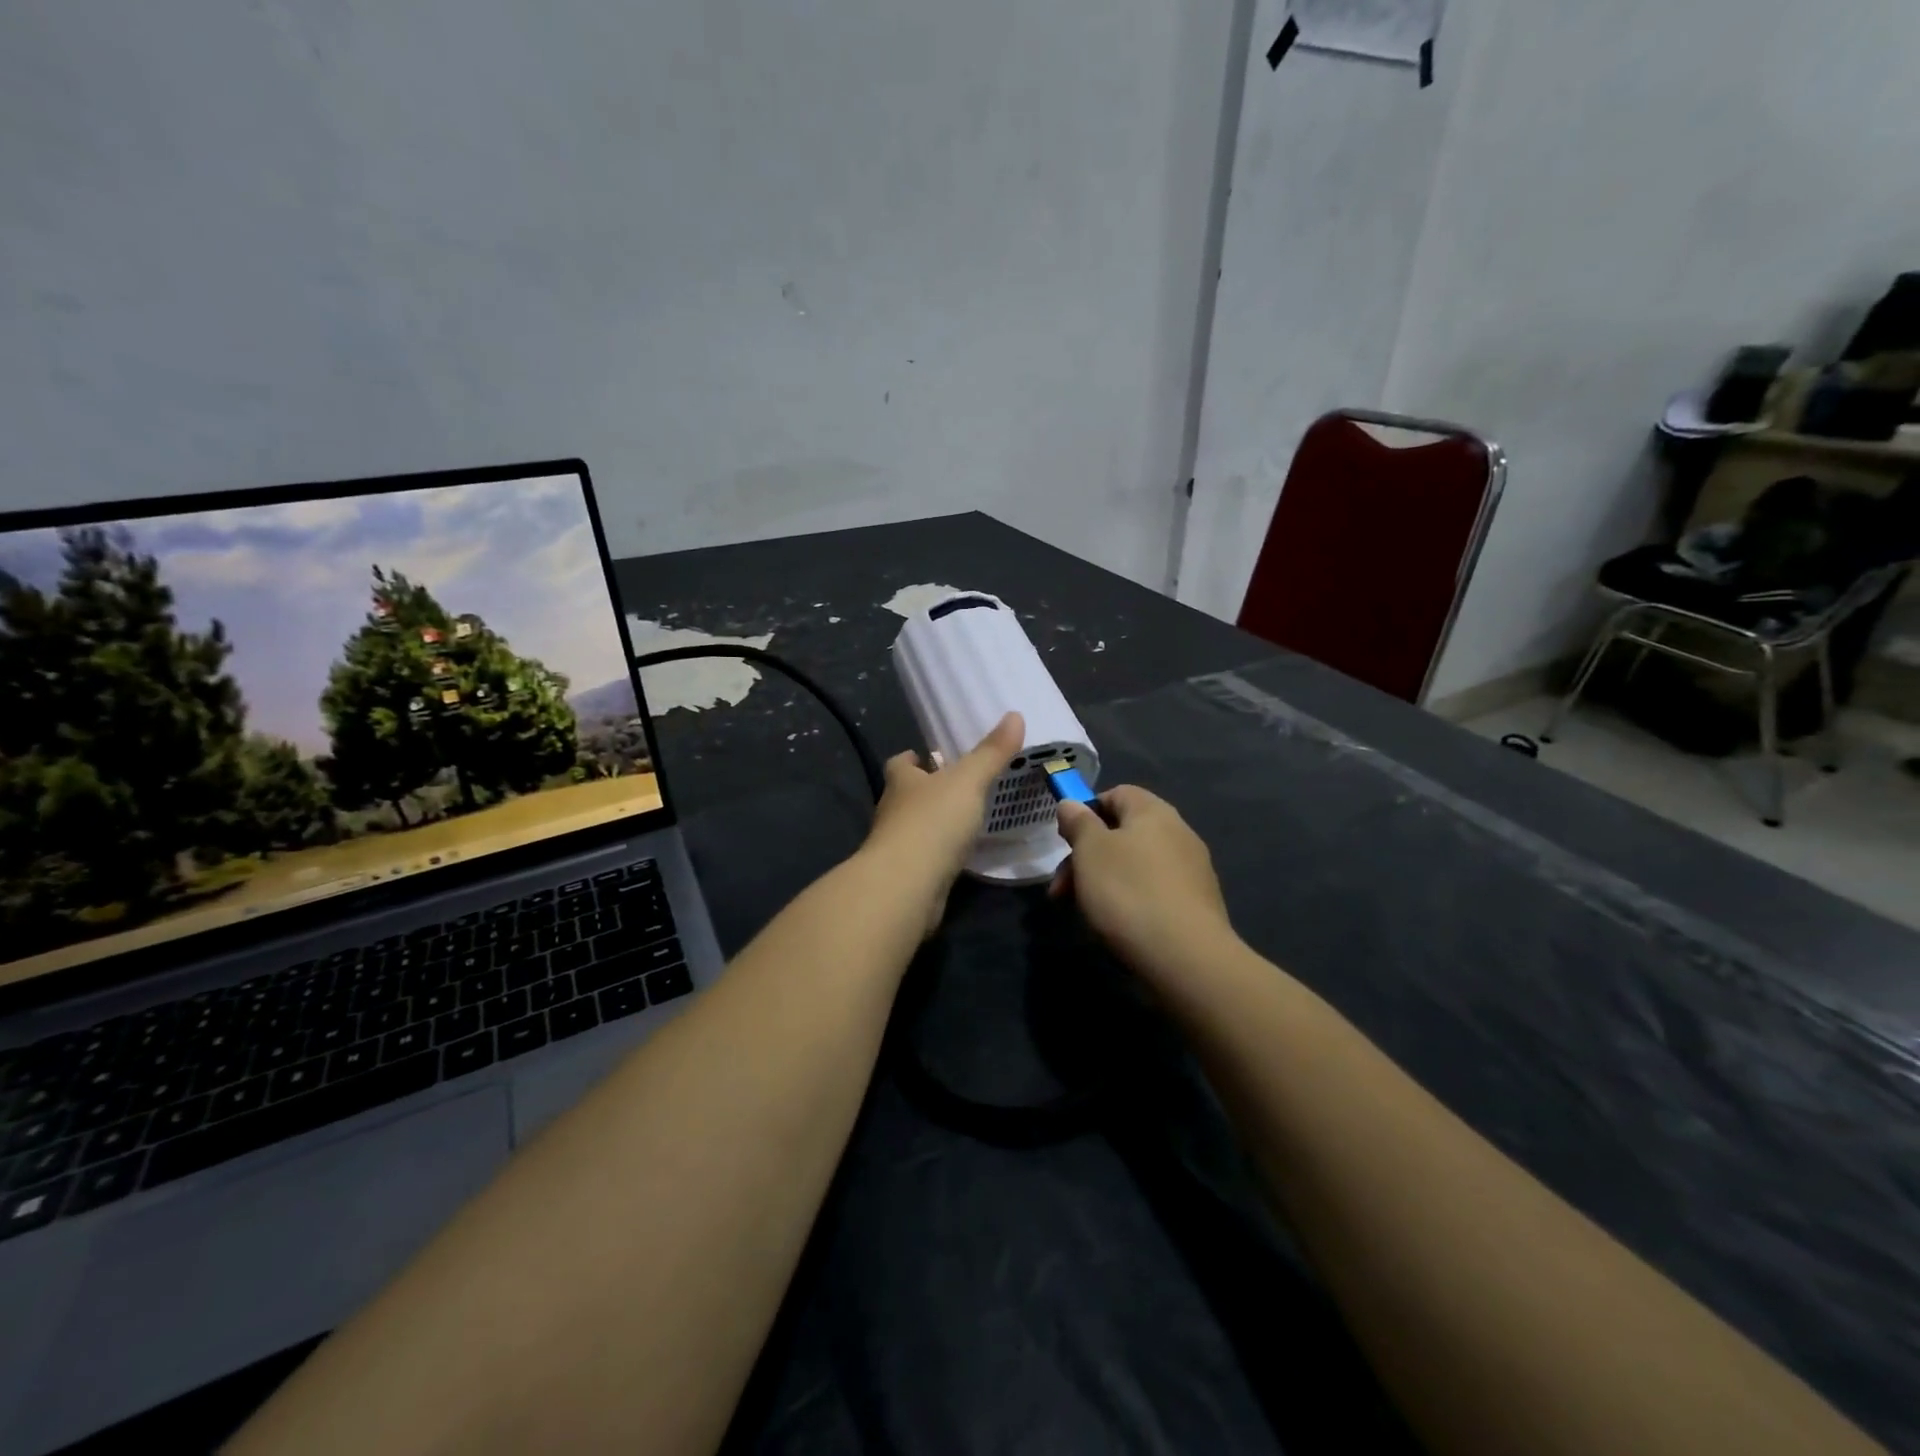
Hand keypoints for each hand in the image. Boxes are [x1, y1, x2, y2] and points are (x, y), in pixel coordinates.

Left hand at [862, 713, 1023, 935]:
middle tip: (956, 787)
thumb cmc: (933, 822)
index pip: (900, 764)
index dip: (913, 759)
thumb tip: (1015, 715)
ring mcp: (895, 846)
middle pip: (905, 795)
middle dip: (925, 790)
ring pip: (913, 827)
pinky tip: (959, 855)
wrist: (906, 886)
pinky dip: (937, 854)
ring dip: (932, 823)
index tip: (927, 757)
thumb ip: (991, 753)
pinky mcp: (905, 877)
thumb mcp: (968, 781)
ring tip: (962, 820)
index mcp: (901, 782)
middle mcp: (892, 811)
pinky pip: (923, 858)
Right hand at [1051, 785, 1235, 977]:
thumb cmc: (1129, 891)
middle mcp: (1179, 833)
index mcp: (1153, 812)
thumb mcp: (1090, 851)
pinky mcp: (1198, 904)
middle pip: (1123, 833)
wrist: (1186, 957)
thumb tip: (1072, 804)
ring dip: (1105, 882)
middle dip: (1087, 857)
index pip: (1117, 793)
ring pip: (1136, 865)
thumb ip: (1078, 822)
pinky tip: (1119, 926)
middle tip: (1061, 890)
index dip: (1087, 811)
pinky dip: (1132, 902)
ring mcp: (1192, 870)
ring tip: (1085, 912)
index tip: (1066, 840)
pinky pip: (1154, 891)